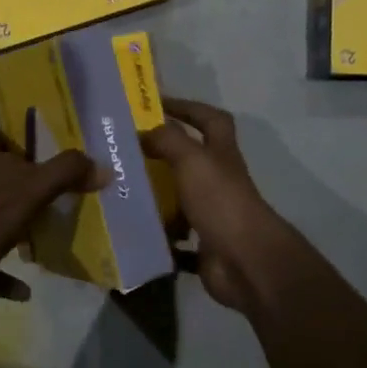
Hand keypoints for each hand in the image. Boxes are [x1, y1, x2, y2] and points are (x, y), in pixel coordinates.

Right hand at [140, 98, 286, 311]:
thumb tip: (142, 130)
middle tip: (126, 151)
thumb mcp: (192, 160)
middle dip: (162, 154)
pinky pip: (175, 239)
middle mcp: (219, 181)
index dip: (188, 107)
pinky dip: (158, 237)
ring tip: (120, 191)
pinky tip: (133, 232)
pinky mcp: (204, 246)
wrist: (246, 262)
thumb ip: (168, 140)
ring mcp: (213, 215)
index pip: (210, 120)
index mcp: (220, 155)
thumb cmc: (221, 202)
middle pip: (192, 160)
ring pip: (180, 199)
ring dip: (156, 196)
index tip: (157, 105)